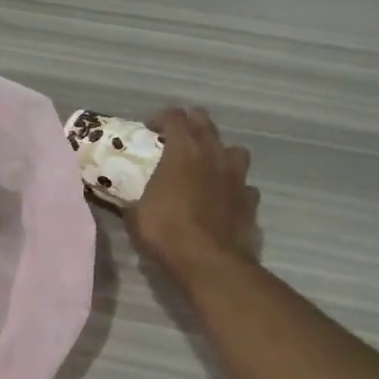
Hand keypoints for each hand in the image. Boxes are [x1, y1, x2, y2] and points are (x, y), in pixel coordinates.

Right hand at [124, 107, 259, 281]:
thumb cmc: (166, 232)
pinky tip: (224, 198)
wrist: (209, 262)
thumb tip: (128, 198)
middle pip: (205, 123)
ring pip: (234, 149)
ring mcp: (237, 177)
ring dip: (220, 152)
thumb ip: (136, 198)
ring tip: (208, 165)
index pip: (174, 117)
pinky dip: (234, 187)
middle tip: (177, 136)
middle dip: (191, 123)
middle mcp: (213, 155)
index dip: (161, 118)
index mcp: (183, 152)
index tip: (150, 128)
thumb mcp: (136, 214)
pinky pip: (244, 184)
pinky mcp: (251, 200)